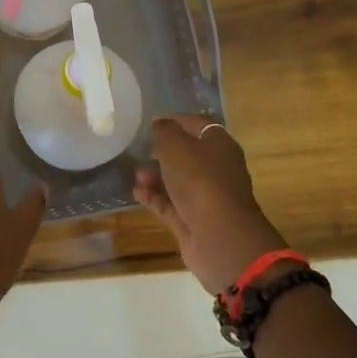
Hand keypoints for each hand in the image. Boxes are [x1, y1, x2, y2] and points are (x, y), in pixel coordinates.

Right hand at [134, 116, 288, 294]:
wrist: (220, 237)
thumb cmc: (200, 179)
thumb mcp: (176, 146)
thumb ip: (164, 131)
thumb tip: (160, 124)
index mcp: (220, 145)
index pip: (198, 125)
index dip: (176, 121)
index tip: (152, 122)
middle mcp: (216, 169)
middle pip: (187, 154)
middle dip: (162, 152)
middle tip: (141, 150)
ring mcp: (206, 197)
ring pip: (177, 181)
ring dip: (156, 176)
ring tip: (137, 175)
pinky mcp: (194, 220)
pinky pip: (171, 203)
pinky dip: (155, 197)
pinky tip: (137, 193)